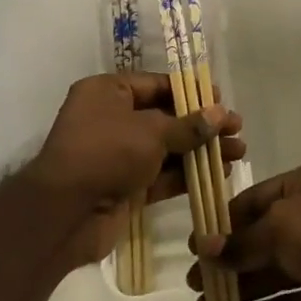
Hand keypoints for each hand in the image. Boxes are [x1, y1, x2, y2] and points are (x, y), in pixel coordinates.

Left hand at [27, 72, 244, 264]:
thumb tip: (220, 114)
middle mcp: (111, 119)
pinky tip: (218, 175)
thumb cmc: (105, 153)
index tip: (221, 99)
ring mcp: (117, 155)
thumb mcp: (150, 132)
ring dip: (200, 151)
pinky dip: (186, 175)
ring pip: (166, 148)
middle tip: (237, 130)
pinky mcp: (124, 187)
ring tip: (238, 153)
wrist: (63, 215)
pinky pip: (160, 175)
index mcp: (108, 92)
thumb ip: (188, 125)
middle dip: (202, 125)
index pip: (156, 85)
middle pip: (165, 117)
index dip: (190, 92)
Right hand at [187, 159, 300, 300]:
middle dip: (230, 257)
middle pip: (264, 236)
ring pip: (274, 272)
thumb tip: (204, 248)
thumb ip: (242, 240)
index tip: (197, 241)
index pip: (259, 198)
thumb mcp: (281, 226)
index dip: (227, 219)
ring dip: (240, 287)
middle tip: (194, 278)